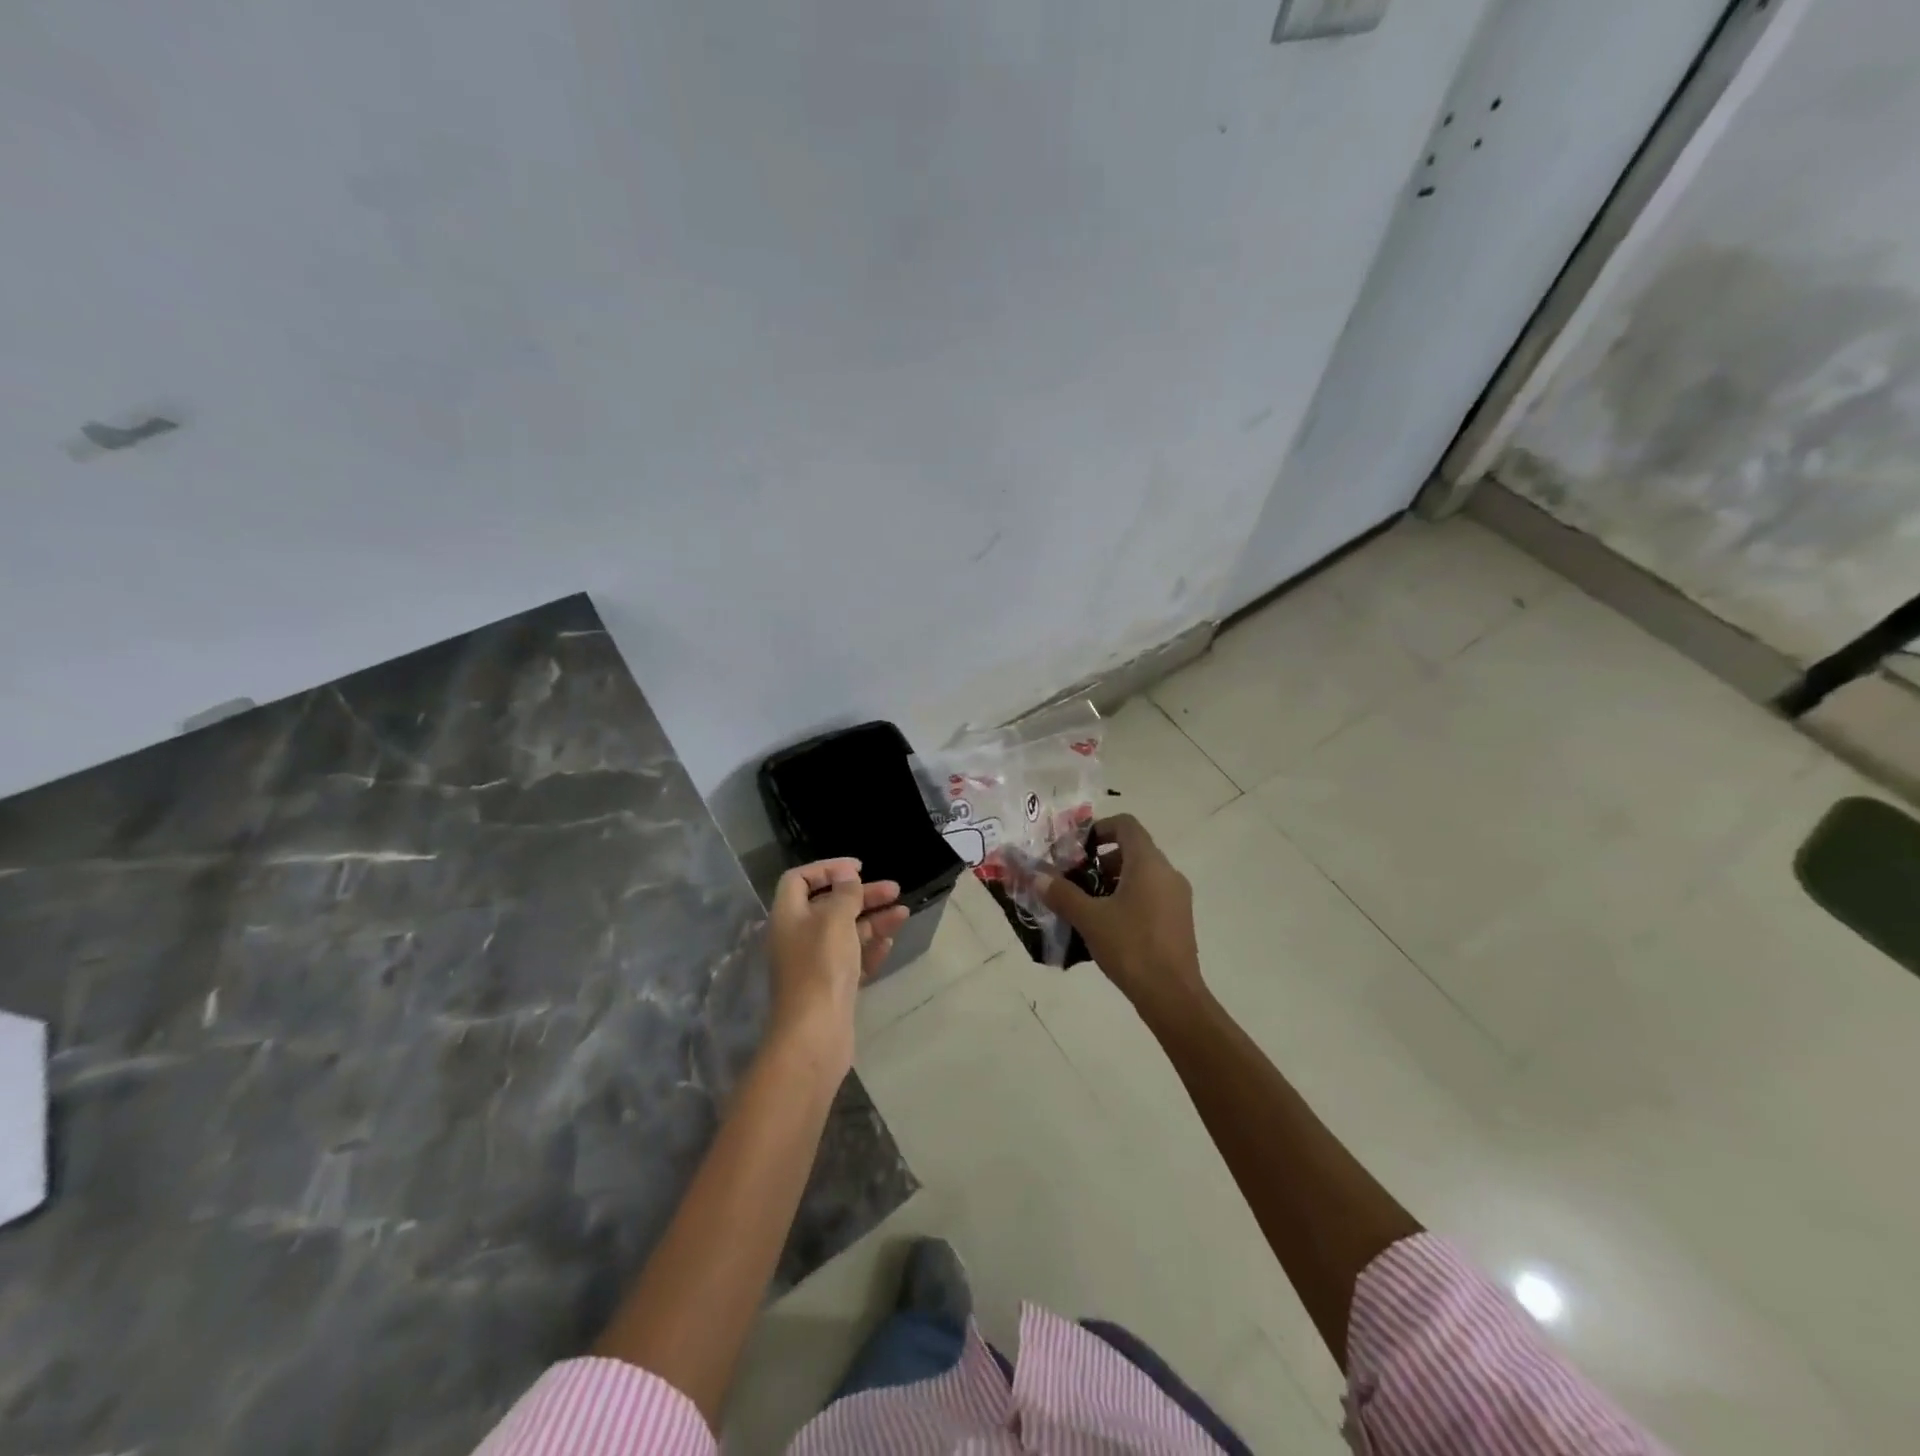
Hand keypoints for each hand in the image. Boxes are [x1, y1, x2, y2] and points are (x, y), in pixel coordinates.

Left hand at [766, 858, 908, 1074]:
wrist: (815, 1033)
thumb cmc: (821, 967)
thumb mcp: (834, 920)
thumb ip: (844, 894)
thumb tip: (846, 875)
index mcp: (789, 916)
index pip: (799, 880)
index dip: (826, 869)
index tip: (857, 869)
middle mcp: (798, 937)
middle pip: (829, 905)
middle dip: (862, 895)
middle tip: (894, 889)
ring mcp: (815, 964)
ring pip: (846, 932)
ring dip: (874, 919)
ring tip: (903, 913)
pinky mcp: (832, 986)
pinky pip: (852, 959)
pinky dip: (870, 948)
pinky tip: (889, 943)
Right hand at [1037, 815, 1204, 1017]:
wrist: (1172, 996)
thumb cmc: (1131, 947)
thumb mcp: (1089, 919)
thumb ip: (1062, 893)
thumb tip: (1037, 876)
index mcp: (1148, 863)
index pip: (1126, 825)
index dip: (1100, 827)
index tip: (1078, 847)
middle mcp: (1168, 873)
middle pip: (1133, 849)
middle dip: (1102, 859)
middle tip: (1076, 878)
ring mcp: (1177, 897)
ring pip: (1142, 874)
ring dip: (1114, 880)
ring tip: (1088, 903)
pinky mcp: (1179, 919)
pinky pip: (1152, 894)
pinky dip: (1129, 897)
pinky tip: (1108, 924)